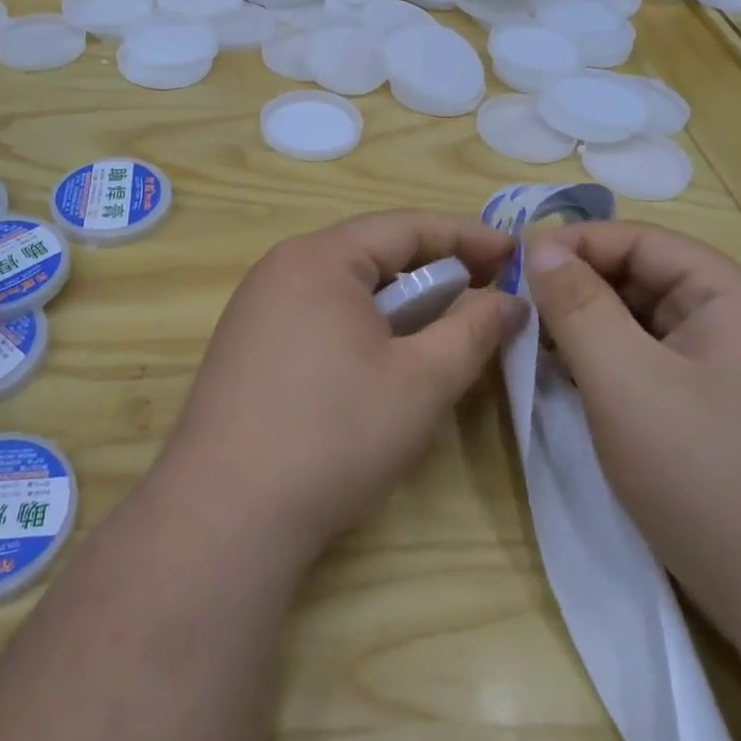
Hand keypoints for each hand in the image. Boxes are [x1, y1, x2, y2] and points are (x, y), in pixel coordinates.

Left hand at [165, 211, 526, 560]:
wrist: (226, 514)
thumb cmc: (335, 435)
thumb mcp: (422, 381)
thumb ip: (473, 331)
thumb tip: (510, 302)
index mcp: (319, 258)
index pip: (405, 226)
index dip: (466, 235)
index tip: (514, 252)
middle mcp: (280, 269)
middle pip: (371, 253)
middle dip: (433, 269)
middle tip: (485, 291)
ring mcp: (254, 309)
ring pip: (343, 287)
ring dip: (397, 301)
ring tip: (439, 328)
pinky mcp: (244, 348)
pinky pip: (316, 316)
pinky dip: (360, 326)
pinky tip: (380, 361)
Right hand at [524, 222, 740, 640]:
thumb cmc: (703, 475)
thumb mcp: (624, 380)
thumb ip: (577, 306)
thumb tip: (538, 247)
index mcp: (732, 296)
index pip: (641, 240)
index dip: (575, 244)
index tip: (514, 264)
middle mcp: (736, 318)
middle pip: (641, 276)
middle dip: (576, 286)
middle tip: (515, 306)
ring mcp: (727, 363)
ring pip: (640, 318)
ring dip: (585, 324)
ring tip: (531, 340)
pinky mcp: (712, 402)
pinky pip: (647, 357)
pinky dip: (604, 358)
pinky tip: (564, 374)